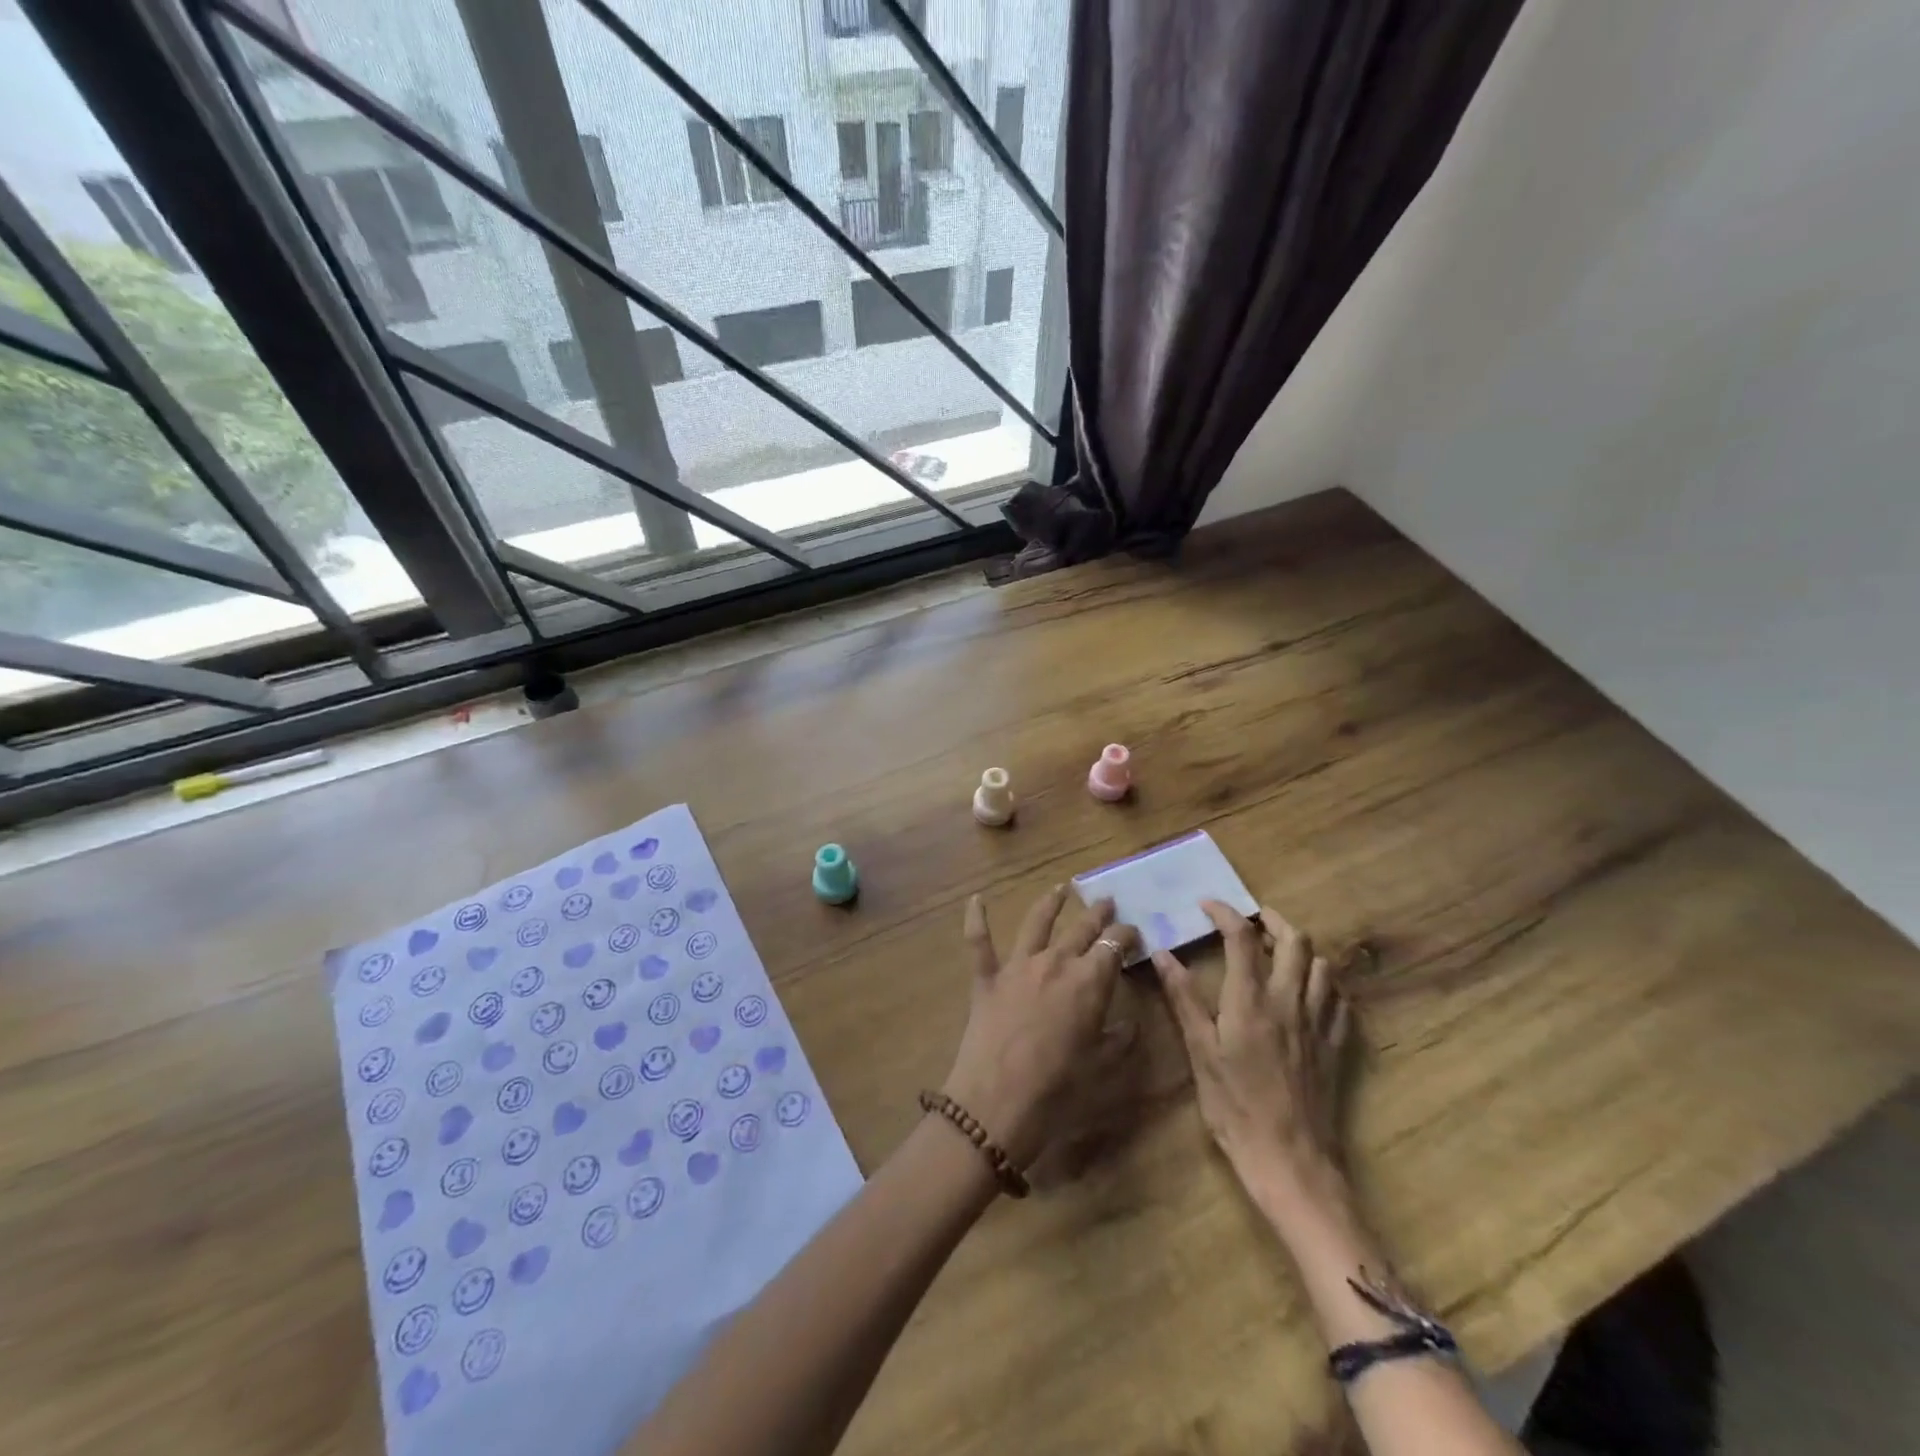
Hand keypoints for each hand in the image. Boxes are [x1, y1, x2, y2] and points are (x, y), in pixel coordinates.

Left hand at [940, 887, 1139, 1167]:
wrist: (997, 1103)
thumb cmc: (1059, 1091)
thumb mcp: (1103, 1069)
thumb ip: (1121, 1041)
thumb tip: (1131, 1024)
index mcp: (1089, 981)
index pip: (1115, 945)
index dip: (1127, 935)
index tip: (1134, 932)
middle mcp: (1055, 962)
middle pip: (1081, 928)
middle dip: (1097, 914)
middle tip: (1106, 902)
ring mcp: (1018, 966)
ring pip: (1036, 923)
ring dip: (1050, 903)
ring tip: (1061, 888)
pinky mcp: (987, 978)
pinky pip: (979, 941)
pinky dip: (976, 918)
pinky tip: (975, 899)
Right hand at [1152, 901, 1354, 1212]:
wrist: (1290, 1160)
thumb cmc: (1235, 1107)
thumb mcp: (1200, 1052)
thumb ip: (1184, 998)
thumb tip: (1162, 954)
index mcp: (1251, 1000)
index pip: (1241, 938)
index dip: (1225, 913)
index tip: (1208, 905)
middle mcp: (1290, 1001)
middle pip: (1295, 941)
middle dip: (1272, 921)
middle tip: (1251, 921)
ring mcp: (1318, 1022)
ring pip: (1322, 965)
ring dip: (1301, 949)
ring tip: (1279, 953)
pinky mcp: (1336, 1045)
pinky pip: (1340, 999)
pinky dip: (1325, 983)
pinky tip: (1309, 991)